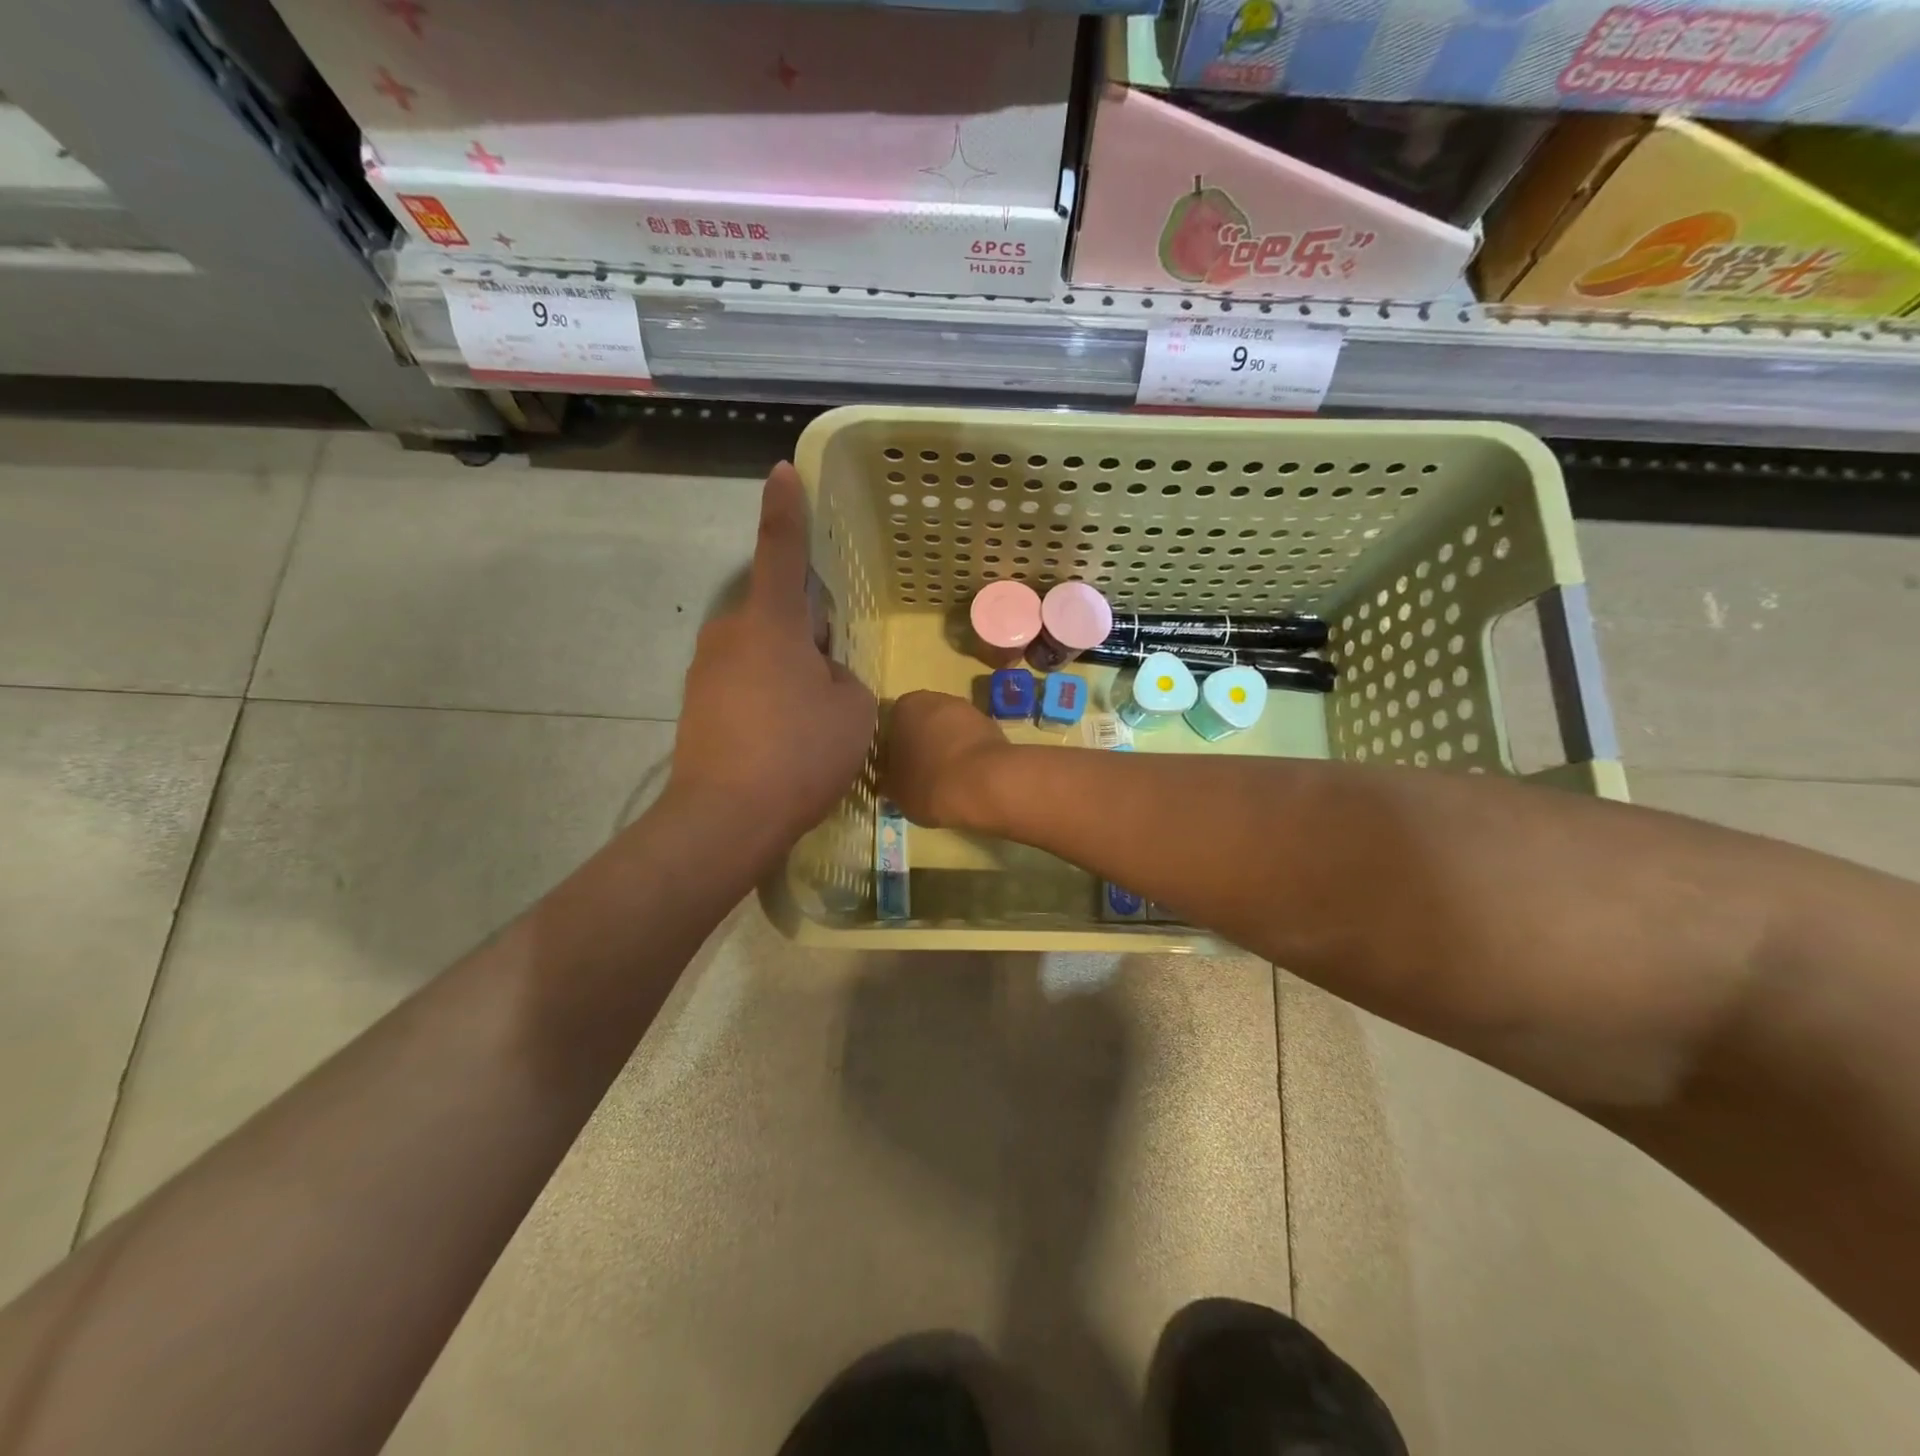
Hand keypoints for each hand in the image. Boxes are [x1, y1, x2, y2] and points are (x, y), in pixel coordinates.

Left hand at [671, 463, 875, 858]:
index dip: (786, 508)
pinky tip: (784, 741)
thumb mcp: (852, 708)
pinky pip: (745, 685)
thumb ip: (842, 676)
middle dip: (807, 632)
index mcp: (769, 622)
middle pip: (777, 614)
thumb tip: (819, 674)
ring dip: (789, 670)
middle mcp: (729, 634)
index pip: (781, 549)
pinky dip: (769, 699)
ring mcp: (706, 671)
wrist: (726, 819)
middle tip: (832, 676)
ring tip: (810, 720)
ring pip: (762, 652)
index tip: (781, 470)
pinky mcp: (697, 706)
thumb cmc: (800, 752)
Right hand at [881, 690, 1012, 830]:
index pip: (892, 726)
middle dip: (924, 747)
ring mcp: (969, 710)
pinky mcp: (994, 727)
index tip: (899, 773)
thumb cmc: (929, 784)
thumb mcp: (896, 790)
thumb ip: (891, 778)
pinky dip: (970, 758)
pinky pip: (973, 744)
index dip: (895, 752)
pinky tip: (970, 781)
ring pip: (951, 733)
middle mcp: (937, 699)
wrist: (987, 785)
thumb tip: (894, 778)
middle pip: (924, 725)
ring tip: (948, 783)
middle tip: (922, 778)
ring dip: (948, 751)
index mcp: (905, 707)